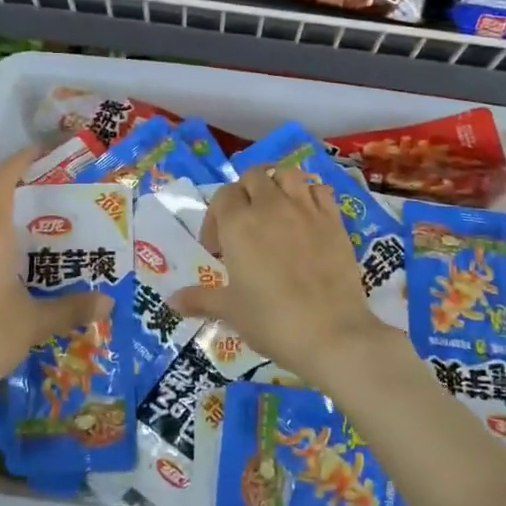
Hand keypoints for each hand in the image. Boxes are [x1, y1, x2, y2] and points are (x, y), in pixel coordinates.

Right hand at [171, 164, 407, 388]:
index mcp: (239, 223)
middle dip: (245, 193)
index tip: (218, 248)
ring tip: (276, 211)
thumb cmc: (272, 320)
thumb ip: (200, 299)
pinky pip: (319, 190)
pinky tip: (307, 216)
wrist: (331, 333)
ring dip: (277, 185)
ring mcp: (306, 209)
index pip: (222, 196)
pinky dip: (310, 195)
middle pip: (253, 176)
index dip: (216, 217)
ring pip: (287, 173)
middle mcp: (271, 206)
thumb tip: (171, 301)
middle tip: (246, 225)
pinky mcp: (334, 220)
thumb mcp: (231, 310)